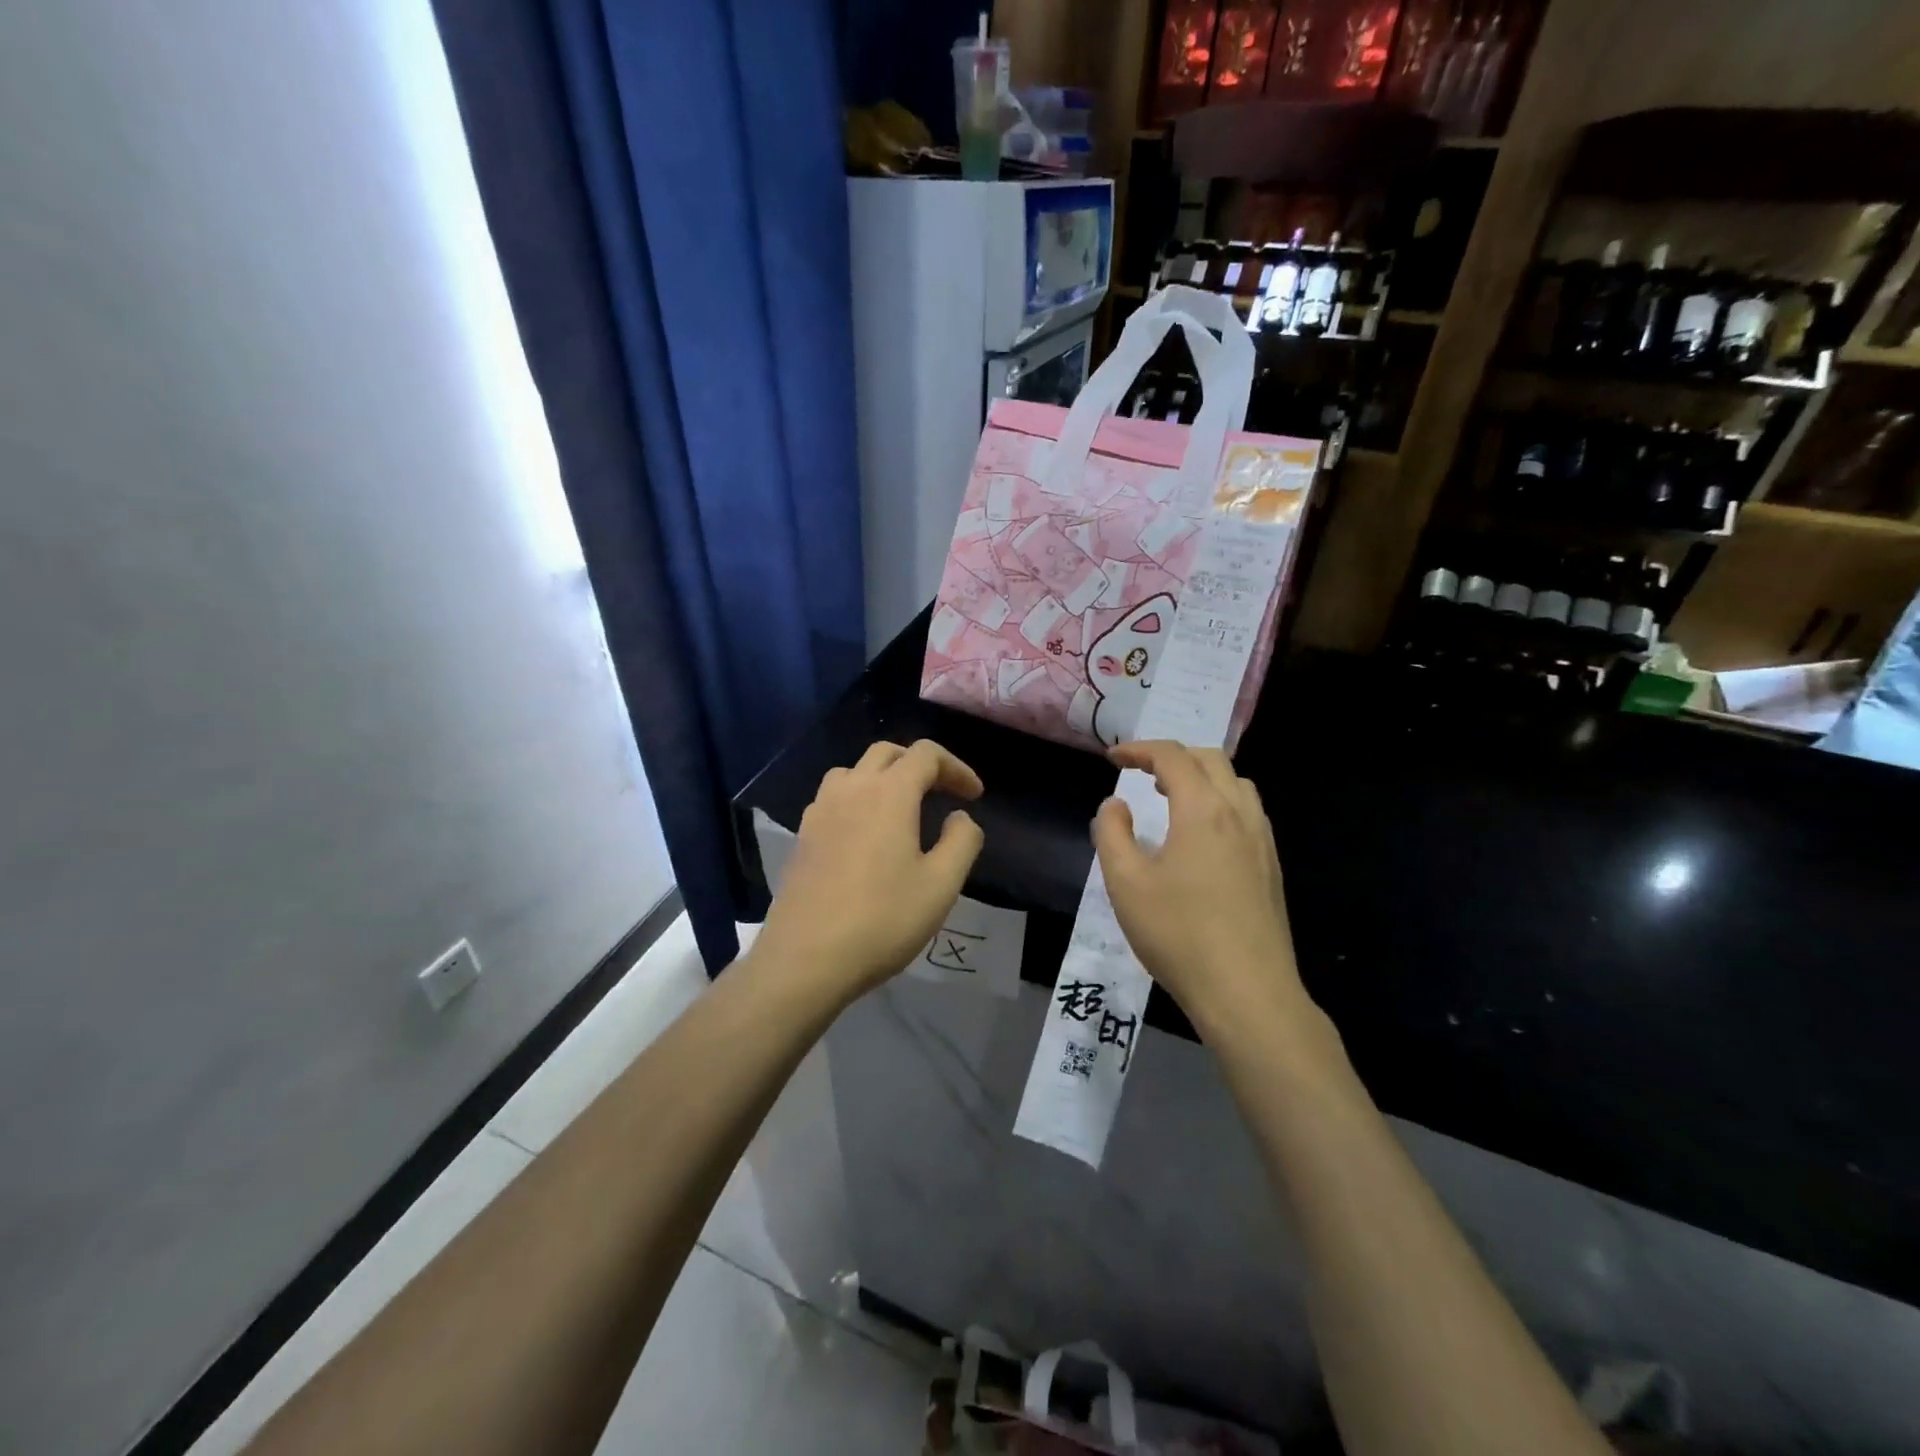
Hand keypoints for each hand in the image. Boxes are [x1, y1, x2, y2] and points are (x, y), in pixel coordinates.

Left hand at [757, 740, 985, 999]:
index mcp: (889, 793)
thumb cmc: (882, 919)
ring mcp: (819, 811)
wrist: (806, 959)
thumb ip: (962, 841)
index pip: (926, 755)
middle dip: (920, 764)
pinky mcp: (802, 836)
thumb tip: (960, 816)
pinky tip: (865, 834)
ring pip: (854, 771)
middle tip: (943, 792)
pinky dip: (857, 799)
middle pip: (887, 753)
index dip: (956, 767)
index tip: (974, 795)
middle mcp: (850, 789)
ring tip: (902, 808)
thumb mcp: (941, 885)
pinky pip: (833, 798)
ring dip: (883, 777)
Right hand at [1093, 741, 1310, 1039]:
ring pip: (1236, 783)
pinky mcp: (1272, 867)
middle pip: (1210, 760)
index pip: (1172, 757)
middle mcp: (1239, 814)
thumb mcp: (1126, 883)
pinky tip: (1202, 835)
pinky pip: (1248, 811)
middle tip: (1140, 773)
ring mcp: (1262, 841)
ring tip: (1172, 797)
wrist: (1247, 993)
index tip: (1112, 759)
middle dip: (1172, 756)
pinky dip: (1220, 801)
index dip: (1139, 750)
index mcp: (1203, 810)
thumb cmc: (1179, 934)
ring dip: (1201, 777)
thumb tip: (1115, 804)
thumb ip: (1112, 833)